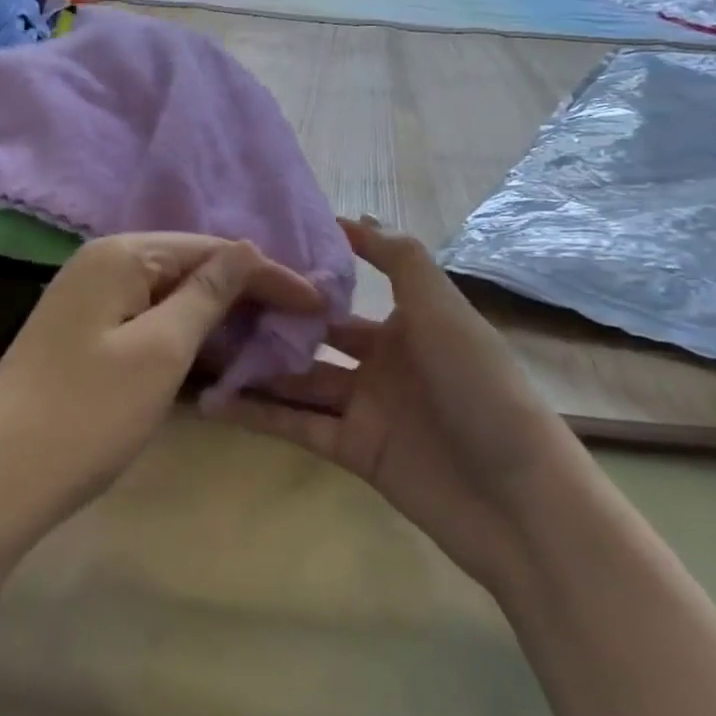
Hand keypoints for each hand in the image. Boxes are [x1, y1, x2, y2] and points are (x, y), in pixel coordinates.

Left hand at [0, 234, 322, 542]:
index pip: (211, 249)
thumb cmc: (87, 412)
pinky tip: (214, 347)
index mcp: (120, 254)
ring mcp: (88, 298)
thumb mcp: (161, 350)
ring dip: (217, 311)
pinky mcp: (83, 332)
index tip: (318, 301)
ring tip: (269, 332)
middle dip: (244, 290)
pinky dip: (185, 331)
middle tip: (299, 319)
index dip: (267, 273)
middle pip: (190, 264)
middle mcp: (101, 262)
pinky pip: (148, 317)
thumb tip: (246, 249)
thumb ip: (207, 294)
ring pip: (169, 293)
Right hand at [223, 218, 560, 591]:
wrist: (517, 497)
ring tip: (198, 349)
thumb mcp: (443, 309)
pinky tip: (213, 401)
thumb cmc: (480, 386)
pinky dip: (259, 415)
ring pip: (298, 381)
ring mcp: (365, 409)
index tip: (251, 260)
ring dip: (255, 368)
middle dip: (269, 323)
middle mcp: (382, 362)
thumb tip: (351, 218)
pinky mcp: (352, 451)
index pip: (343, 295)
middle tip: (210, 306)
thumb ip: (399, 260)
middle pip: (313, 338)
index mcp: (407, 324)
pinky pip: (297, 426)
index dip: (303, 279)